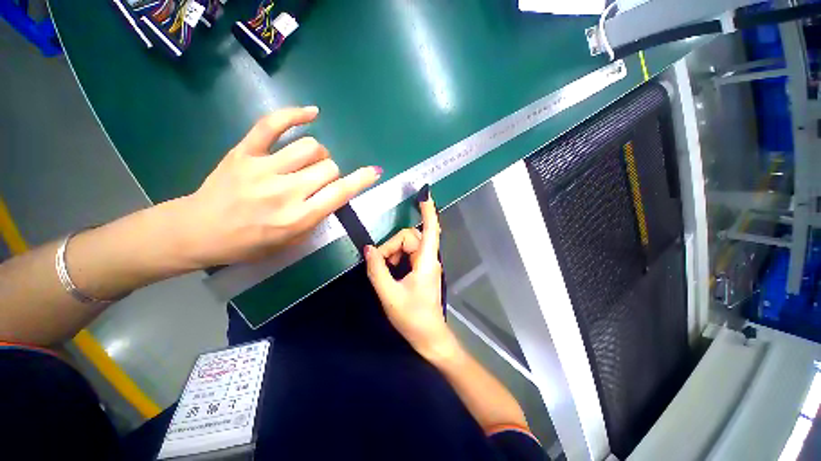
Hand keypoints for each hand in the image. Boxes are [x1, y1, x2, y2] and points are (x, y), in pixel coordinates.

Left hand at [176, 107, 380, 267]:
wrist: (199, 231)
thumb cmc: (250, 243)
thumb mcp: (291, 242)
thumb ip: (316, 218)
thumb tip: (334, 194)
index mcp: (298, 217)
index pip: (340, 193)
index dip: (361, 180)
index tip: (374, 172)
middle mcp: (285, 191)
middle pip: (329, 167)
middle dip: (332, 173)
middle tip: (320, 181)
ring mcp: (263, 168)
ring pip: (311, 147)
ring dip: (319, 154)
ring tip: (309, 161)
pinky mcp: (244, 152)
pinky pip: (272, 124)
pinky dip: (295, 114)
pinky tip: (311, 113)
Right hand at [365, 190, 459, 362]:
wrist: (429, 337)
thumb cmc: (412, 318)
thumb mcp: (389, 294)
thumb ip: (377, 269)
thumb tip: (368, 248)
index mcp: (426, 261)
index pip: (430, 229)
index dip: (428, 210)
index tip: (425, 194)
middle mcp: (429, 258)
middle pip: (410, 237)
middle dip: (392, 246)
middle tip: (380, 264)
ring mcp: (426, 264)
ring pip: (408, 245)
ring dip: (393, 252)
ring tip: (385, 271)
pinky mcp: (423, 270)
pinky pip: (409, 254)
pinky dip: (397, 257)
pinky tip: (390, 271)